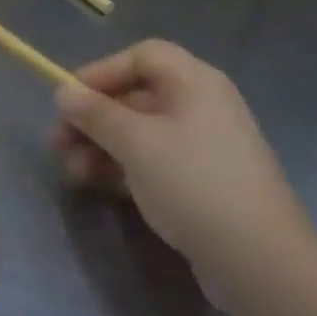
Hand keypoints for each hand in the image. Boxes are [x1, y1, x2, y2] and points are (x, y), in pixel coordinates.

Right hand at [52, 39, 311, 286]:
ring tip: (71, 170)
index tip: (70, 98)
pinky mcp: (202, 181)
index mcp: (194, 83)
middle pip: (137, 96)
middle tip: (57, 142)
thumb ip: (95, 113)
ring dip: (101, 145)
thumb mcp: (134, 142)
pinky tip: (96, 184)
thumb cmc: (192, 182)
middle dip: (93, 117)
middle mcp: (202, 106)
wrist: (258, 259)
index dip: (102, 71)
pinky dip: (123, 166)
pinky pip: (154, 160)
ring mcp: (204, 146)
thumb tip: (63, 92)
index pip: (142, 56)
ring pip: (141, 132)